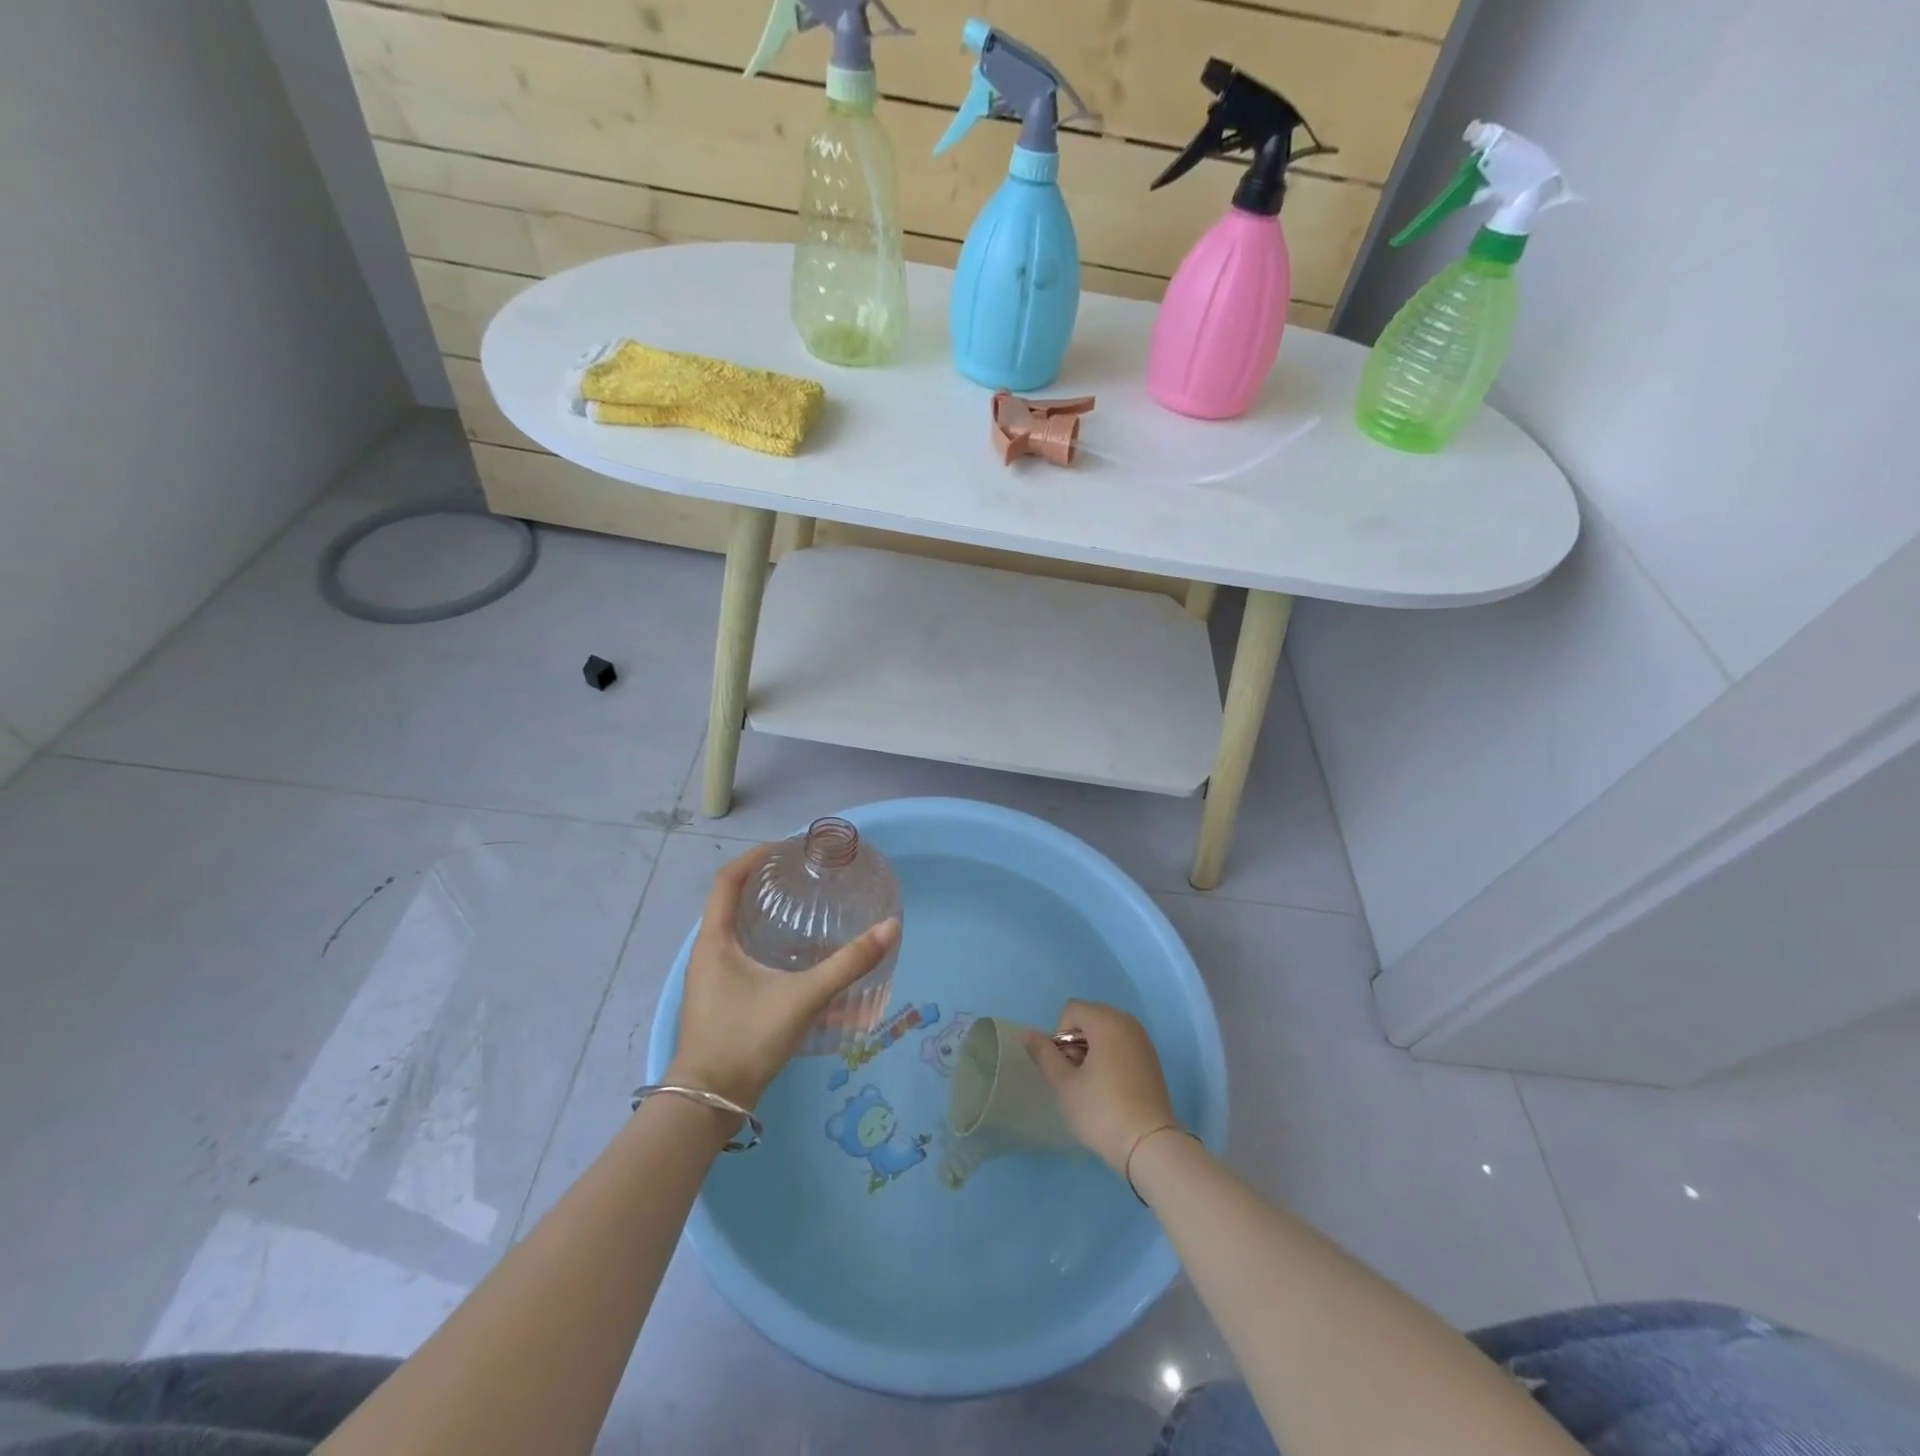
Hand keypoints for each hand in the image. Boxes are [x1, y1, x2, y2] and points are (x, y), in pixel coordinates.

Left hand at [667, 845, 899, 1110]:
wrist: (708, 1103)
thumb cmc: (746, 1039)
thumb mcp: (802, 997)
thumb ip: (847, 964)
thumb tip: (890, 928)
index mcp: (715, 941)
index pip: (726, 880)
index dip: (753, 857)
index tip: (784, 847)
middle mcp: (707, 953)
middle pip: (730, 902)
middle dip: (762, 883)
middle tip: (800, 875)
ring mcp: (710, 979)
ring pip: (735, 932)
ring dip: (763, 915)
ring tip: (800, 909)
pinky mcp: (719, 1000)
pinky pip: (740, 956)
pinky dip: (765, 944)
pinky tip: (794, 959)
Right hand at [1026, 1000, 1179, 1173]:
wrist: (1150, 1145)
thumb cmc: (1102, 1111)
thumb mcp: (1064, 1084)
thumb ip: (1044, 1054)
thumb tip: (1028, 1033)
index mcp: (1106, 1021)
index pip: (1071, 1010)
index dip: (1060, 1035)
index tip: (1067, 1066)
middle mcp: (1127, 1022)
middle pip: (1090, 1016)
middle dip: (1077, 1040)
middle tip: (1078, 1076)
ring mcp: (1143, 1040)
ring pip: (1107, 1030)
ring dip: (1093, 1048)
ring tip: (1093, 1083)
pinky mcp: (1152, 1059)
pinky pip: (1123, 1043)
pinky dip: (1111, 1056)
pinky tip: (1112, 1088)